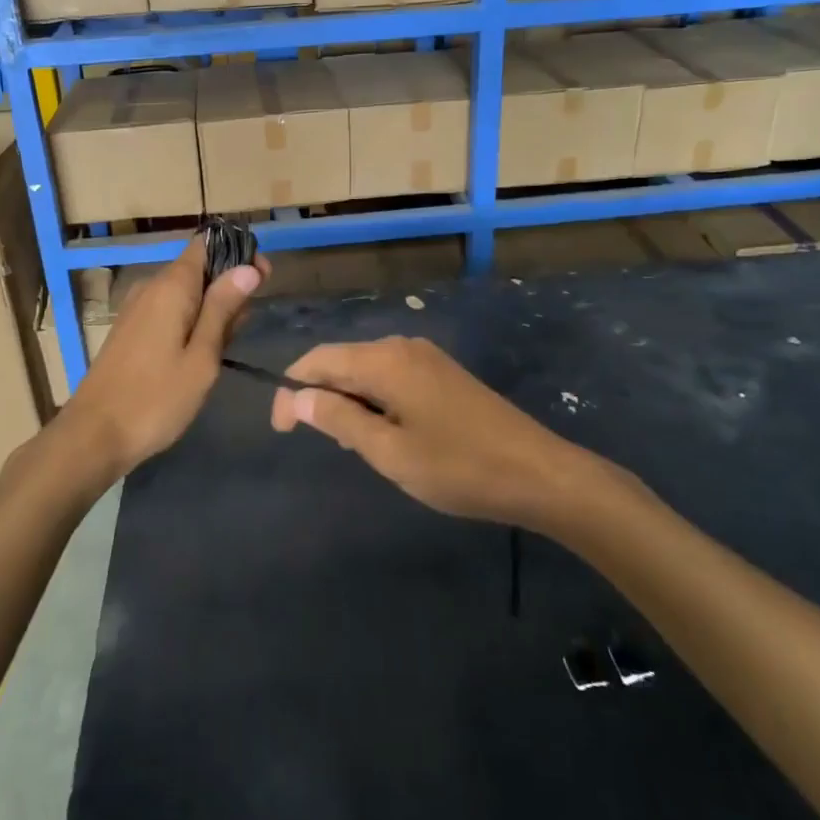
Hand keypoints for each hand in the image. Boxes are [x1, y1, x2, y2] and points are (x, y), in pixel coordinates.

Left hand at [61, 237, 268, 478]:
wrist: (94, 435)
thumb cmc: (156, 398)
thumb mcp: (202, 357)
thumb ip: (223, 309)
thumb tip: (248, 267)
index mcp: (171, 286)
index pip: (207, 244)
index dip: (238, 254)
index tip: (263, 279)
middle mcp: (151, 287)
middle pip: (198, 268)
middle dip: (229, 286)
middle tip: (246, 326)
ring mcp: (137, 308)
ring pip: (185, 292)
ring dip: (211, 308)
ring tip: (226, 345)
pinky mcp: (130, 329)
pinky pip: (169, 310)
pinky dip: (190, 321)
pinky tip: (200, 352)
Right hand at [270, 336, 587, 526]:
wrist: (538, 473)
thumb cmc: (457, 467)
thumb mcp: (389, 451)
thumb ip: (339, 419)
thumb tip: (297, 397)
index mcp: (385, 360)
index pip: (318, 360)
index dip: (291, 390)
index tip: (282, 430)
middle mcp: (402, 346)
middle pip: (342, 361)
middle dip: (320, 397)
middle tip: (319, 443)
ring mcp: (426, 357)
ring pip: (367, 370)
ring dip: (349, 401)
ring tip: (354, 445)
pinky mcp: (443, 373)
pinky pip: (392, 377)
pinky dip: (375, 400)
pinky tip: (385, 433)